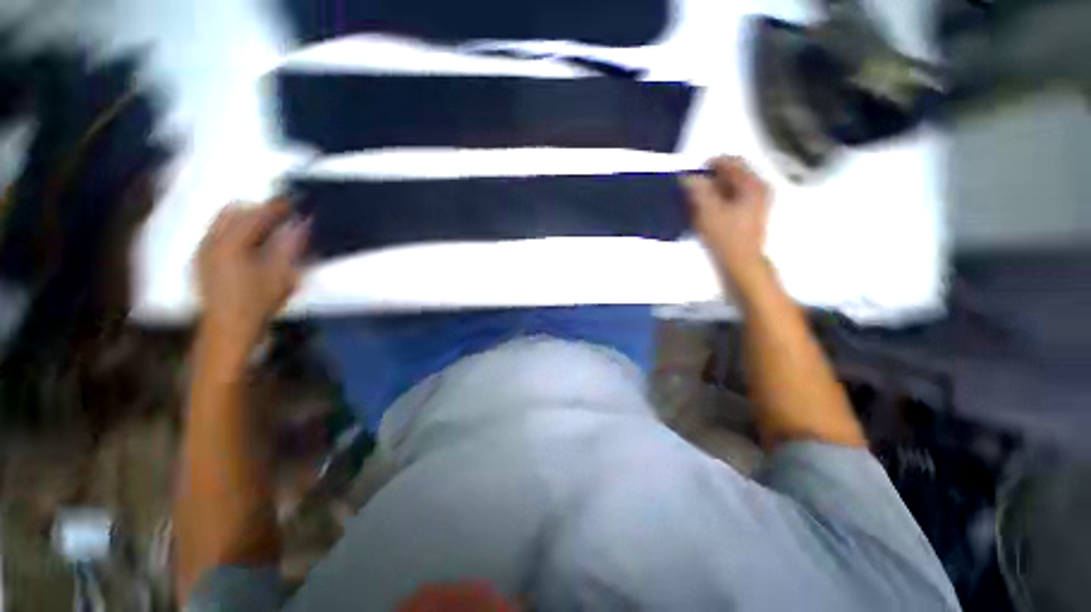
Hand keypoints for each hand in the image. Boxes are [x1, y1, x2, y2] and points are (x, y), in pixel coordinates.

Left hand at [196, 200, 308, 347]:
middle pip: (233, 212)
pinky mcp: (201, 261)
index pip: (255, 215)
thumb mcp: (282, 275)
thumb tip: (302, 224)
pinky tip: (250, 246)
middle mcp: (211, 241)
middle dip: (257, 211)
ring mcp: (203, 251)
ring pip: (223, 222)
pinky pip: (217, 235)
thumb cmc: (258, 303)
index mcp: (230, 244)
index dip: (275, 207)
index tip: (293, 203)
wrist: (227, 330)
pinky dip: (235, 233)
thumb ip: (291, 246)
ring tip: (268, 232)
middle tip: (280, 218)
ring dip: (245, 221)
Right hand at [683, 156, 770, 286]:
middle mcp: (757, 190)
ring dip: (709, 193)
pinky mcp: (747, 218)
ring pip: (728, 189)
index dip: (708, 166)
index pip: (730, 162)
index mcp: (752, 185)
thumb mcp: (708, 211)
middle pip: (730, 175)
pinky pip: (729, 201)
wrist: (740, 265)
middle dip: (708, 181)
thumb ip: (698, 190)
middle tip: (690, 192)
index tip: (690, 177)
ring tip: (694, 204)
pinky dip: (715, 203)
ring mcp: (754, 204)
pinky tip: (703, 215)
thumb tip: (687, 177)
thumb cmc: (726, 237)